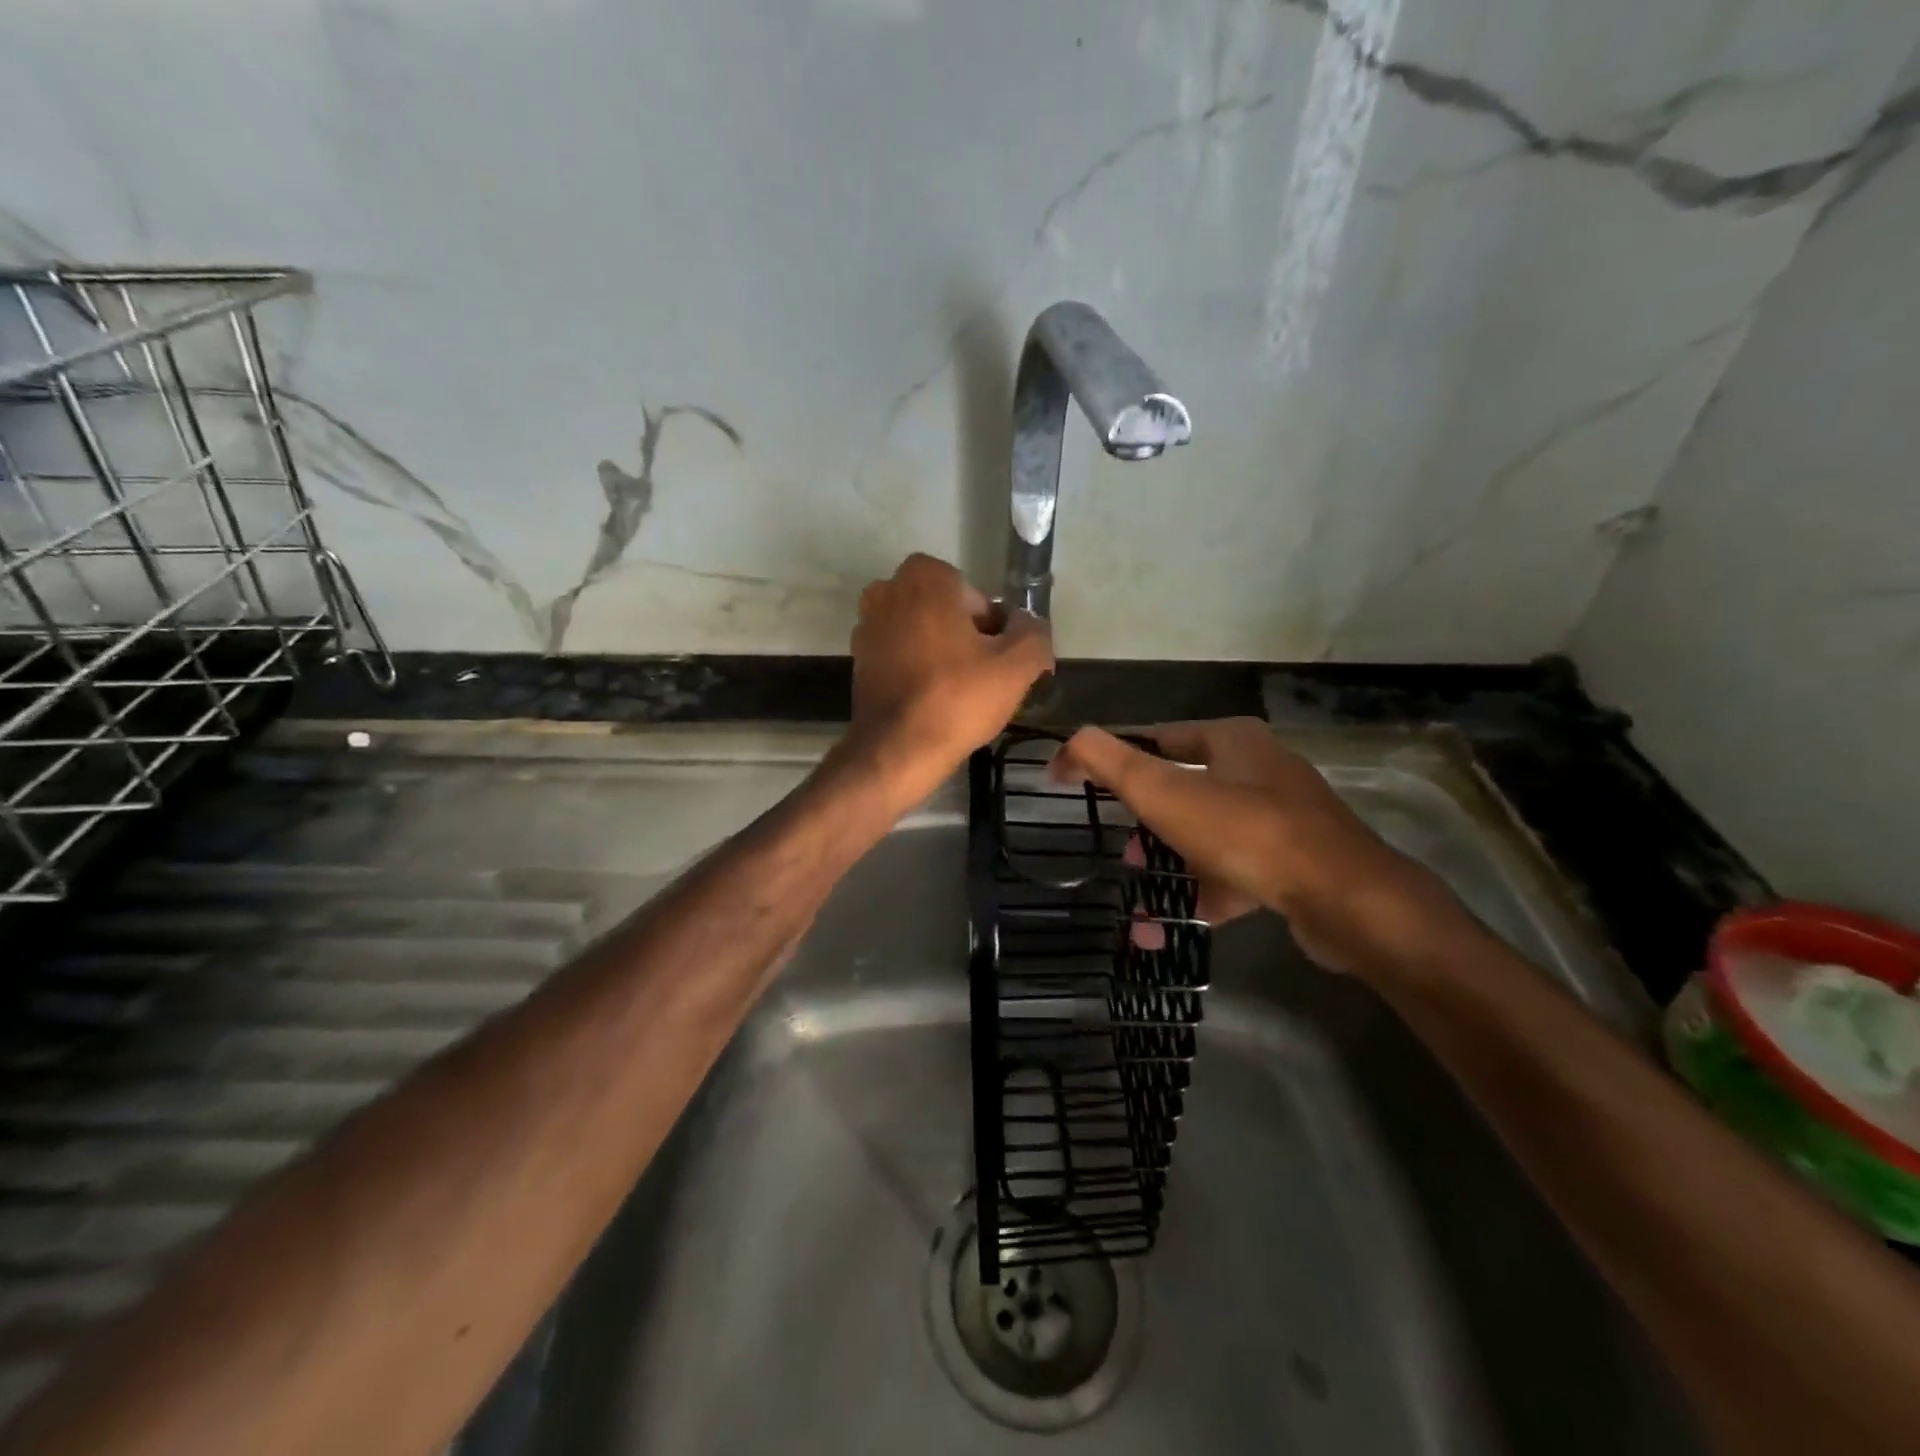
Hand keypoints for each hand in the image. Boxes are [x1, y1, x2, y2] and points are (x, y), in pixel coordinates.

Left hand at [843, 553, 1053, 811]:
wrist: (897, 750)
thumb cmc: (958, 698)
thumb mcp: (1017, 665)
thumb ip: (1033, 633)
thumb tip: (1028, 625)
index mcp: (925, 577)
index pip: (976, 596)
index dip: (994, 629)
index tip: (1000, 660)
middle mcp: (888, 590)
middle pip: (947, 613)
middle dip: (967, 638)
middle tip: (984, 676)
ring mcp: (867, 625)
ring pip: (923, 634)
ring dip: (942, 654)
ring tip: (960, 692)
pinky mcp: (859, 659)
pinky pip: (902, 656)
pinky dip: (918, 670)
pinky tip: (933, 701)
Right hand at [1051, 718, 1460, 974]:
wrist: (1345, 900)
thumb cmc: (1246, 832)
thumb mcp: (1165, 792)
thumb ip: (1109, 762)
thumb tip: (1067, 742)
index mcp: (1233, 740)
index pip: (1157, 738)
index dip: (1113, 758)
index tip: (1077, 783)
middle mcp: (1260, 771)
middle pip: (1182, 789)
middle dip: (1144, 823)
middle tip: (1122, 850)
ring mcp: (1281, 820)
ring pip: (1205, 837)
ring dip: (1167, 865)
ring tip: (1138, 893)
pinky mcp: (1292, 865)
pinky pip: (1231, 875)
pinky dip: (1197, 896)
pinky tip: (1163, 929)